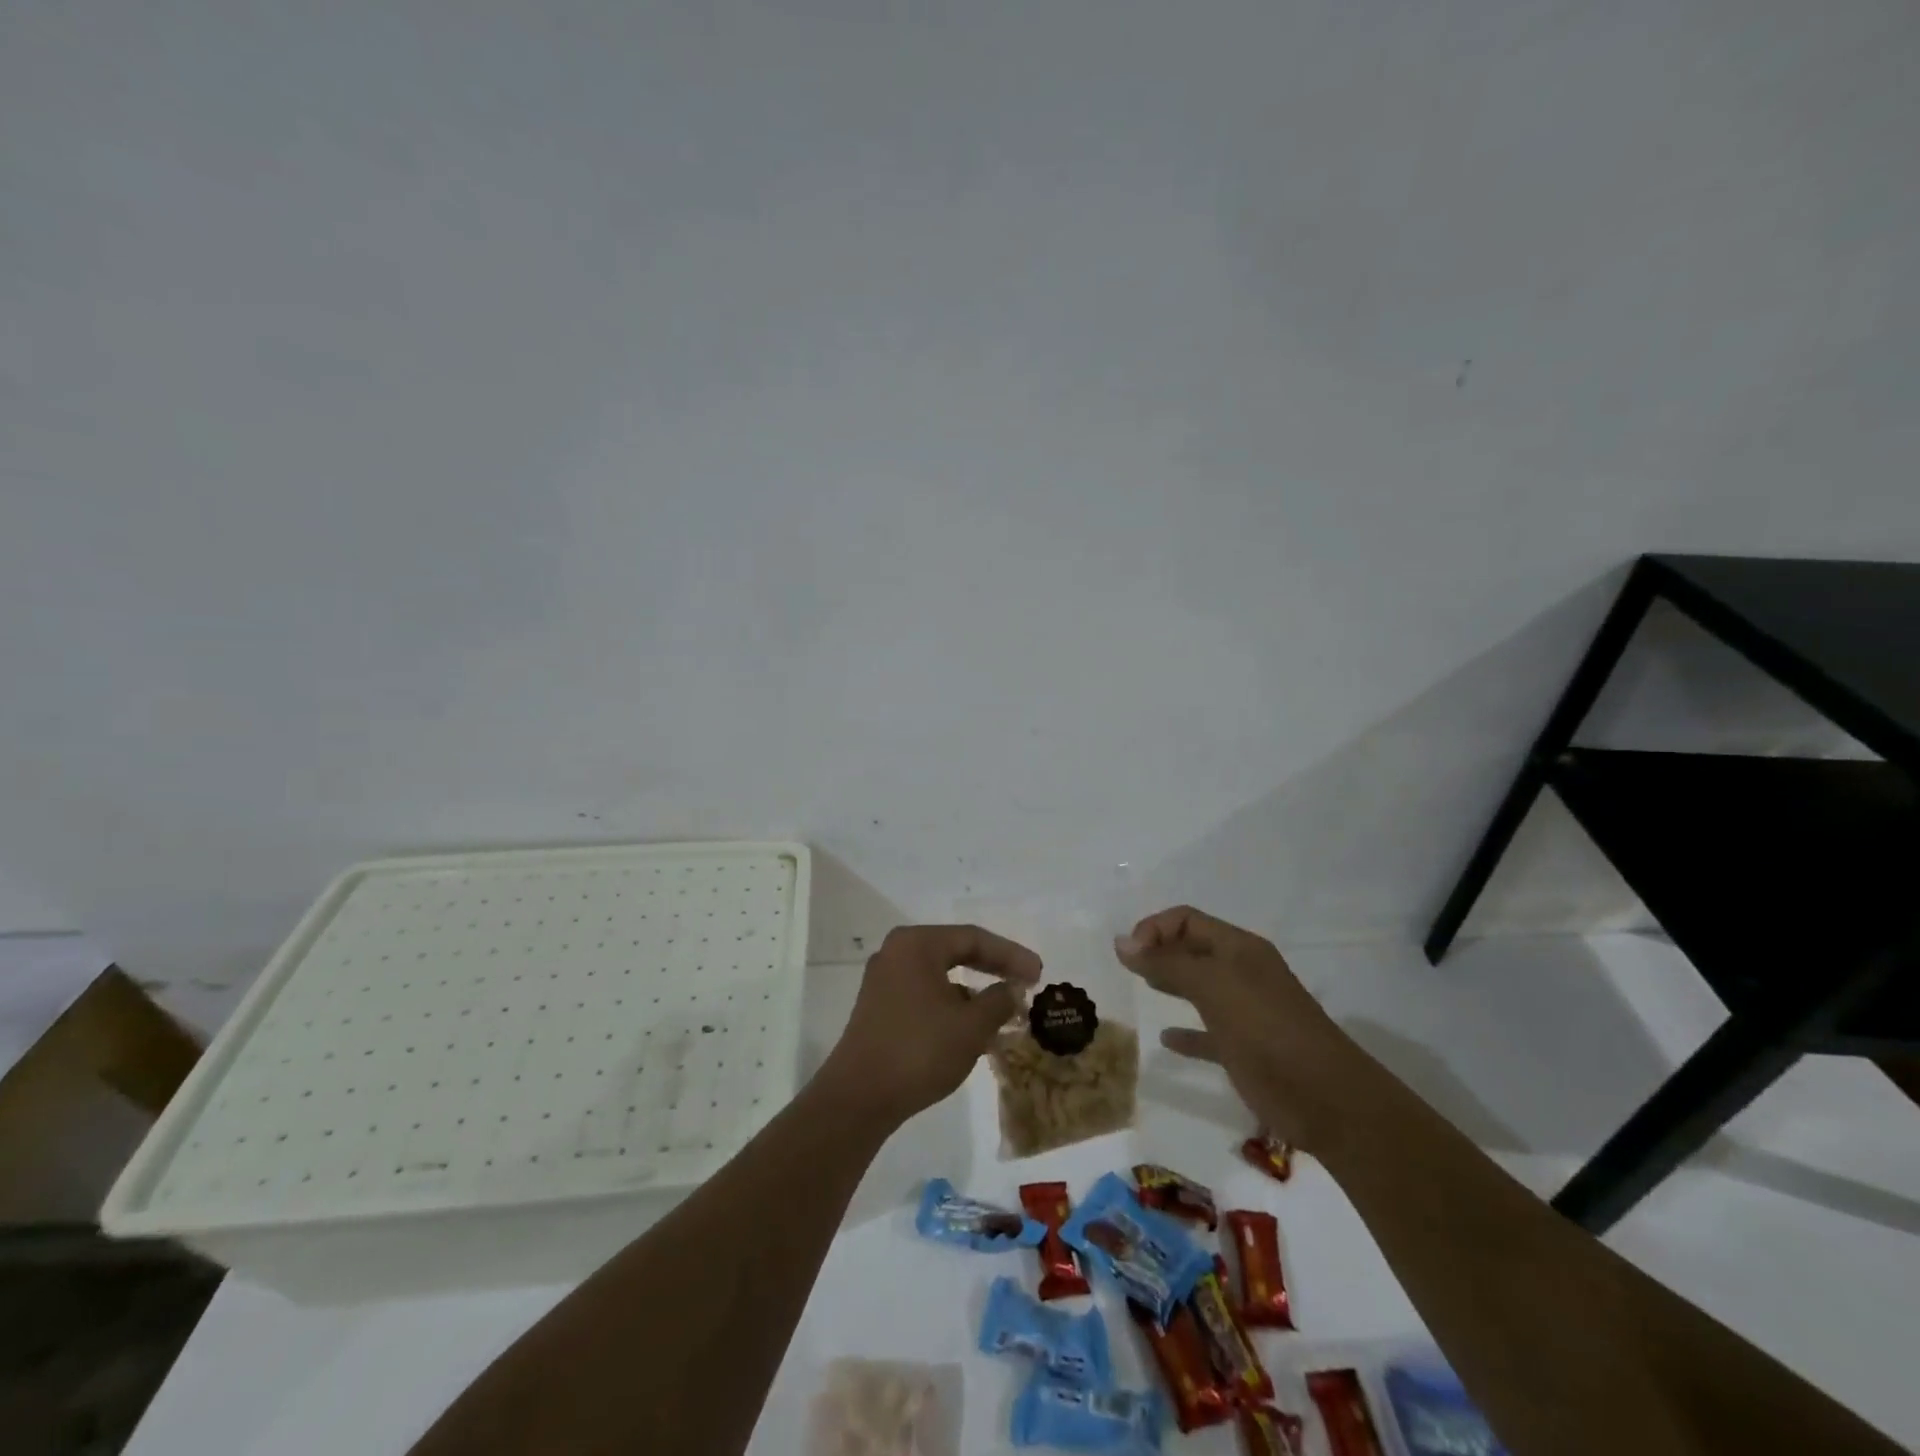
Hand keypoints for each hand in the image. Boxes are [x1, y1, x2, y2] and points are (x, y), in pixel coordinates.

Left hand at [818, 924, 1042, 1124]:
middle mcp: (896, 953)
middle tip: (1026, 983)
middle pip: (955, 952)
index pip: (973, 938)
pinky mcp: (878, 1008)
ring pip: (940, 977)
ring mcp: (884, 981)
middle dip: (993, 968)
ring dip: (973, 992)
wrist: (858, 1097)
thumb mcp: (971, 1026)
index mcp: (916, 944)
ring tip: (1004, 1012)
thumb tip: (1011, 989)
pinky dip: (951, 1006)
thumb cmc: (919, 1050)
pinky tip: (972, 1030)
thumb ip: (998, 1000)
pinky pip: (925, 995)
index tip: (1038, 974)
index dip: (1010, 955)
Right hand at [1114, 905, 1351, 1147]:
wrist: (1324, 1097)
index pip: (1187, 919)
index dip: (1155, 928)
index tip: (1129, 954)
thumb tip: (1121, 942)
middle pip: (1192, 949)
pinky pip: (1206, 1033)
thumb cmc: (1265, 1028)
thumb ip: (1167, 962)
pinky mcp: (1243, 1049)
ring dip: (1169, 983)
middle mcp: (1241, 972)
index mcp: (1239, 948)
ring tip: (1140, 985)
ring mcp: (1244, 1011)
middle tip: (1127, 966)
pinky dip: (1185, 1032)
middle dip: (1159, 950)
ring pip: (1198, 987)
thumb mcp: (1213, 986)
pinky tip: (1166, 1038)